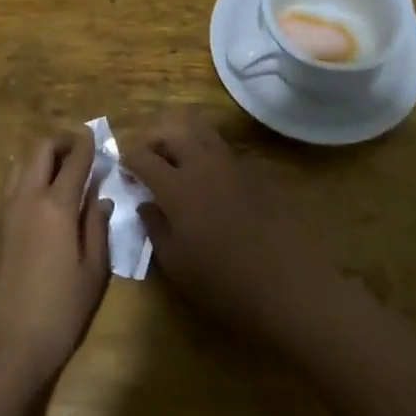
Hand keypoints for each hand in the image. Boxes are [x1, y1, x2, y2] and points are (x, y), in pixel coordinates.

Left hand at [0, 128, 110, 390]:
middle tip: (78, 150)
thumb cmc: (57, 313)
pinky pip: (11, 187)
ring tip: (60, 172)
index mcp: (55, 205)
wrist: (0, 348)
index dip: (86, 145)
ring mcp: (4, 212)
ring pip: (20, 165)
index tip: (95, 135)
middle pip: (40, 151)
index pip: (74, 161)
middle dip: (61, 143)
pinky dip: (27, 178)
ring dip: (41, 158)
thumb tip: (100, 198)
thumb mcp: (91, 273)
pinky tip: (41, 200)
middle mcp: (26, 198)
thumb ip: (97, 228)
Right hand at [126, 115, 340, 346]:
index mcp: (178, 187)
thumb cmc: (225, 285)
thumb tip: (146, 203)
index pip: (143, 157)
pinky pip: (223, 148)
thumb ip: (155, 228)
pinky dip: (207, 152)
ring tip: (177, 159)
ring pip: (201, 130)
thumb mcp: (177, 266)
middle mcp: (203, 164)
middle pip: (172, 130)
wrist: (290, 286)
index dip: (129, 160)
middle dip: (154, 138)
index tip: (125, 171)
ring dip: (182, 136)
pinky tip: (209, 179)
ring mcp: (232, 164)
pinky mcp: (255, 172)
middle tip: (148, 159)